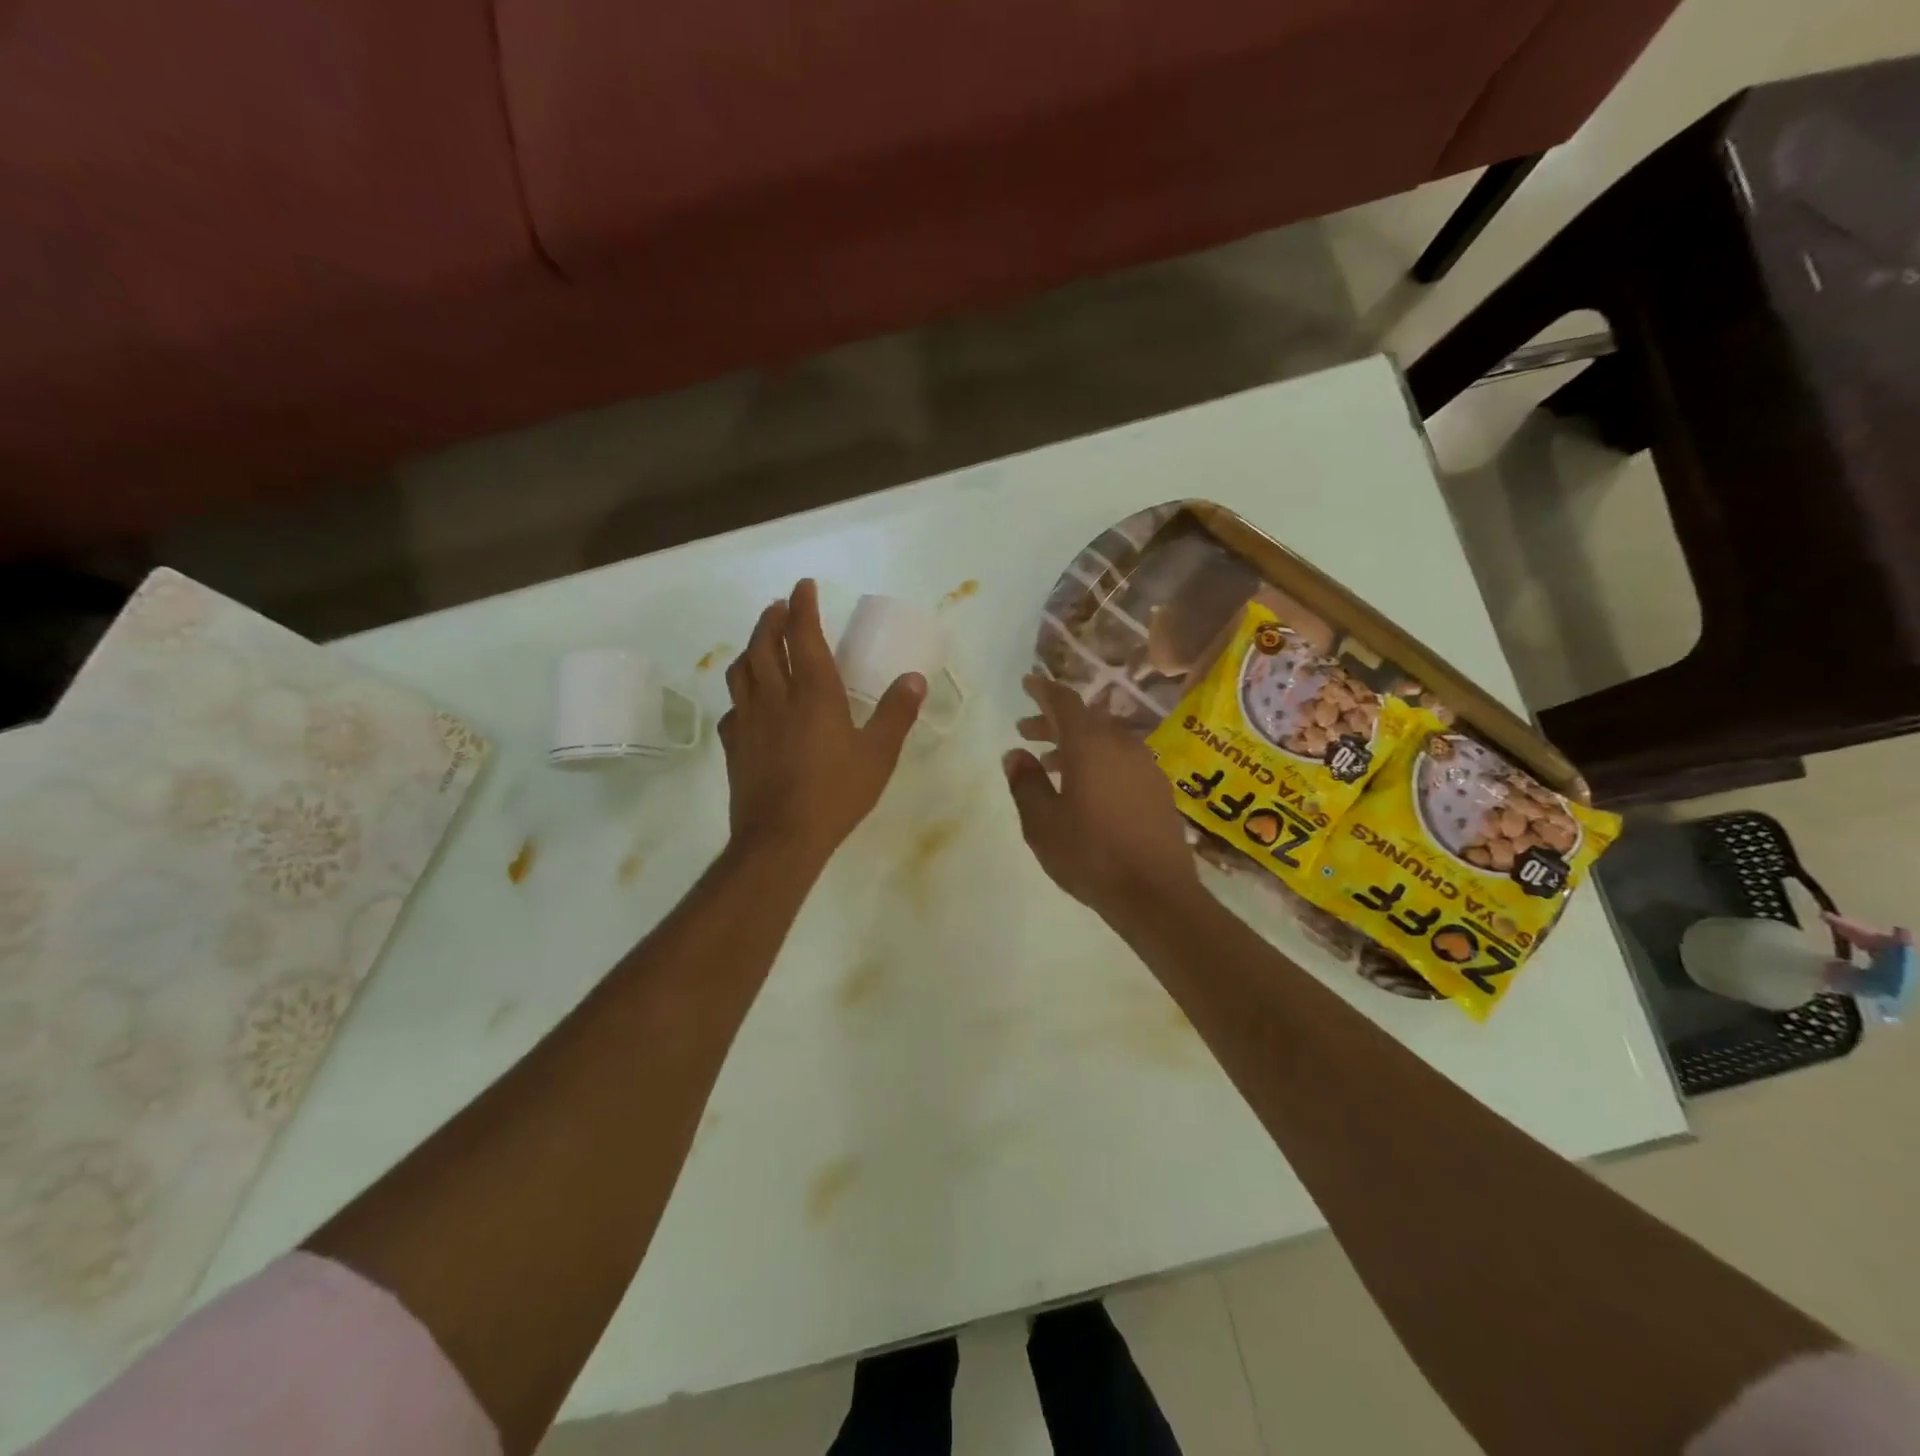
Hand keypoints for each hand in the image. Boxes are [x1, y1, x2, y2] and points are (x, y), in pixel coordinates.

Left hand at [719, 579, 924, 867]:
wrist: (781, 837)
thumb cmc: (836, 792)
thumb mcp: (878, 753)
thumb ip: (896, 713)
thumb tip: (914, 678)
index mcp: (814, 692)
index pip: (803, 634)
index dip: (803, 606)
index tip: (803, 585)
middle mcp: (776, 696)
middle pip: (764, 644)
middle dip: (771, 619)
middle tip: (779, 607)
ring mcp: (749, 720)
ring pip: (741, 670)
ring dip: (750, 647)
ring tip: (759, 643)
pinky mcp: (735, 746)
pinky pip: (733, 707)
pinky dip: (741, 693)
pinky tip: (748, 702)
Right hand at [1004, 674, 1199, 923]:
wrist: (1155, 893)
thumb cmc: (1090, 854)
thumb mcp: (1043, 823)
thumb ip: (1026, 783)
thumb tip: (1016, 754)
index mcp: (1091, 745)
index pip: (1065, 702)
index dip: (1044, 690)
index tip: (1028, 682)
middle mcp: (1122, 745)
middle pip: (1085, 719)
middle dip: (1054, 722)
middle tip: (1026, 731)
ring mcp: (1146, 765)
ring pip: (1105, 740)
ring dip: (1076, 744)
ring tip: (1049, 764)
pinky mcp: (1158, 788)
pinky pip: (1121, 759)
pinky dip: (1098, 760)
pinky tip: (1085, 786)